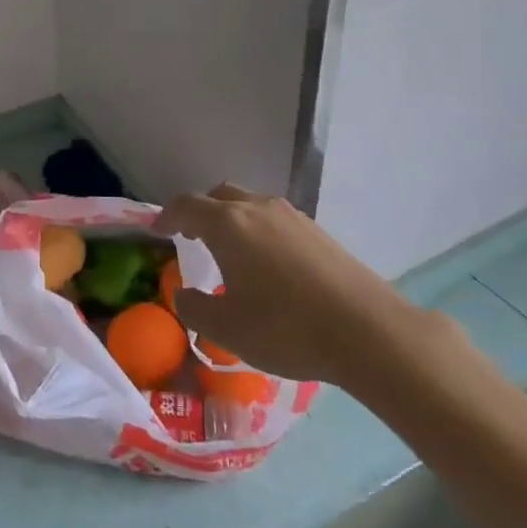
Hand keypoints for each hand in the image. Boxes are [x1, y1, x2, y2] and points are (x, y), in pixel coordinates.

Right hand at [152, 184, 435, 394]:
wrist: (369, 331)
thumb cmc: (286, 328)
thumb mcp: (226, 329)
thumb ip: (194, 308)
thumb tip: (184, 294)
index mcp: (228, 225)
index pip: (187, 206)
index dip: (167, 216)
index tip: (157, 230)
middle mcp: (258, 209)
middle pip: (220, 196)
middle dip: (201, 212)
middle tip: (193, 238)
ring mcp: (293, 217)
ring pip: (251, 205)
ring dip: (233, 221)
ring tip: (231, 254)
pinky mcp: (319, 232)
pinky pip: (276, 220)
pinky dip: (260, 232)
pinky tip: (269, 266)